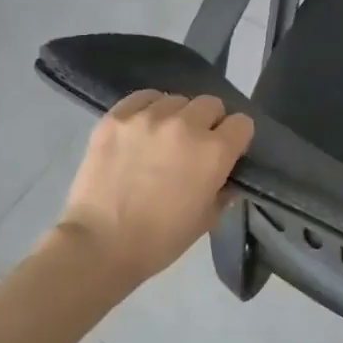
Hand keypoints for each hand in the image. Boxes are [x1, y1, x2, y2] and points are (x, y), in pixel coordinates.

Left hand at [53, 90, 254, 286]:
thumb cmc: (160, 239)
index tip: (227, 151)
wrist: (100, 244)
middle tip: (195, 145)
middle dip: (209, 122)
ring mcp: (148, 118)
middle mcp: (186, 125)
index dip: (237, 138)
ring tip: (164, 137)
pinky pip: (143, 98)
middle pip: (211, 104)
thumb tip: (224, 175)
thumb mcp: (207, 219)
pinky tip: (142, 127)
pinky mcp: (116, 117)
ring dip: (178, 116)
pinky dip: (148, 108)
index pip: (242, 123)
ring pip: (176, 100)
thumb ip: (223, 189)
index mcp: (215, 152)